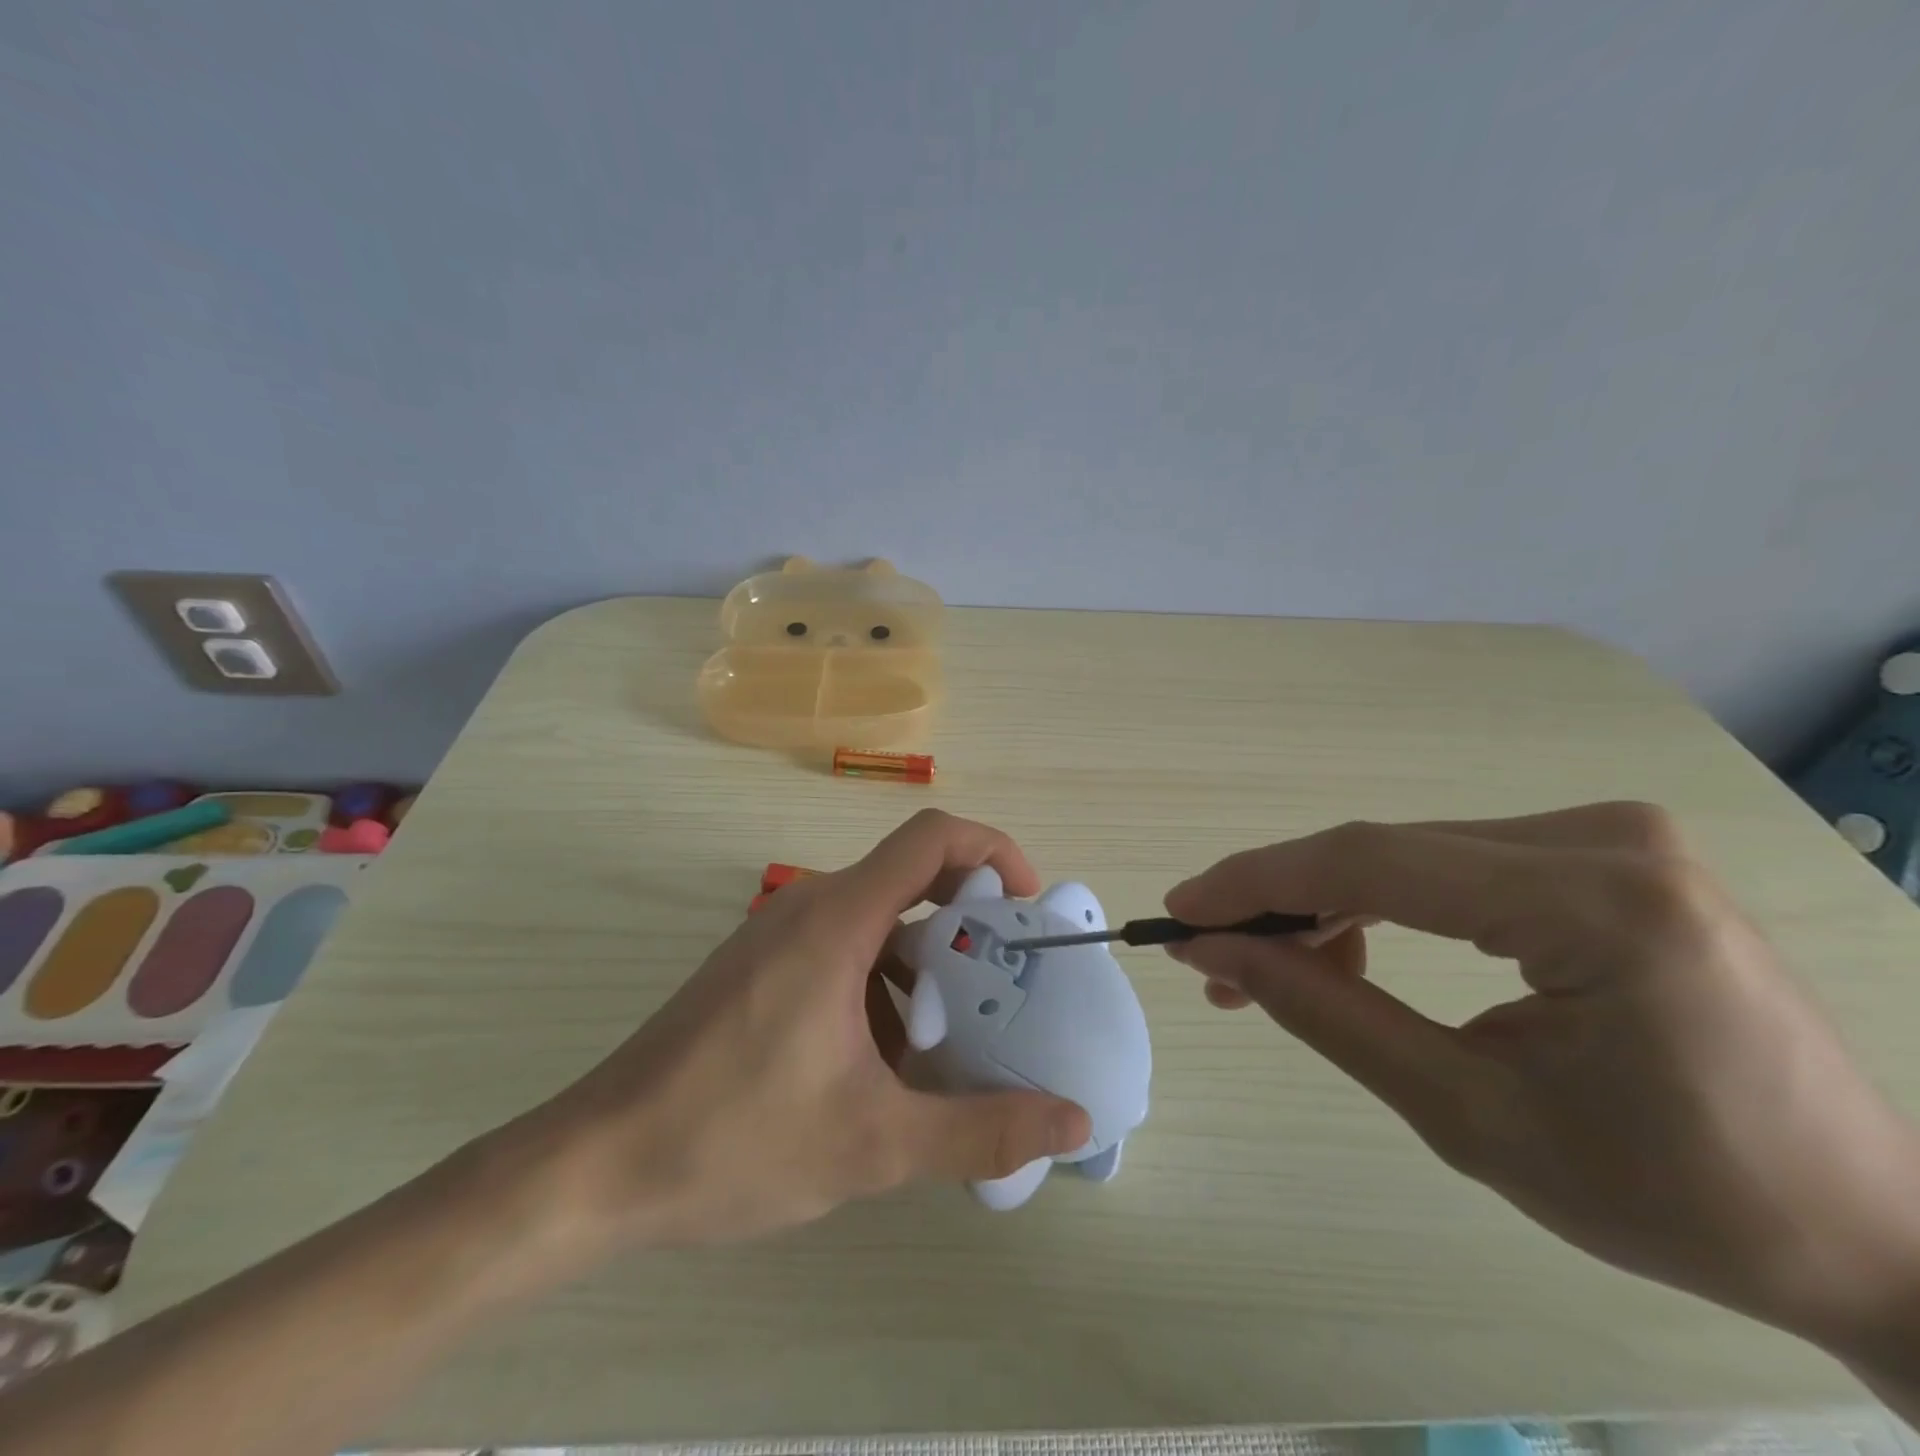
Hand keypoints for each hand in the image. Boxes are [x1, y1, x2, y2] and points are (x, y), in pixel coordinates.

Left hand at [512, 810, 1091, 1251]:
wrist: (595, 1166)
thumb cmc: (733, 1139)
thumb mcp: (873, 1143)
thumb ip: (980, 1131)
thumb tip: (1073, 1121)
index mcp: (838, 919)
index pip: (932, 837)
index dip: (993, 850)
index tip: (1026, 907)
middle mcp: (808, 907)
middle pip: (911, 877)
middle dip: (969, 924)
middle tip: (1005, 988)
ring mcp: (778, 935)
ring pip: (877, 920)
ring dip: (924, 966)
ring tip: (949, 1042)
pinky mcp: (758, 966)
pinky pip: (842, 949)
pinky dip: (882, 985)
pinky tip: (882, 1064)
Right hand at [1164, 802, 1919, 1356]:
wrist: (1868, 1230)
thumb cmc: (1675, 1198)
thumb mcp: (1470, 1116)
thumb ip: (1328, 1015)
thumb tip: (1218, 954)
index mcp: (1602, 905)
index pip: (1376, 862)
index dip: (1259, 883)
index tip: (1179, 912)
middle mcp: (1605, 838)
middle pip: (1387, 852)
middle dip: (1284, 904)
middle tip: (1212, 960)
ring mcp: (1608, 836)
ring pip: (1409, 854)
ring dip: (1326, 906)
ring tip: (1271, 970)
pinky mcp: (1602, 854)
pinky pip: (1450, 864)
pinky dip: (1381, 902)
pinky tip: (1347, 948)